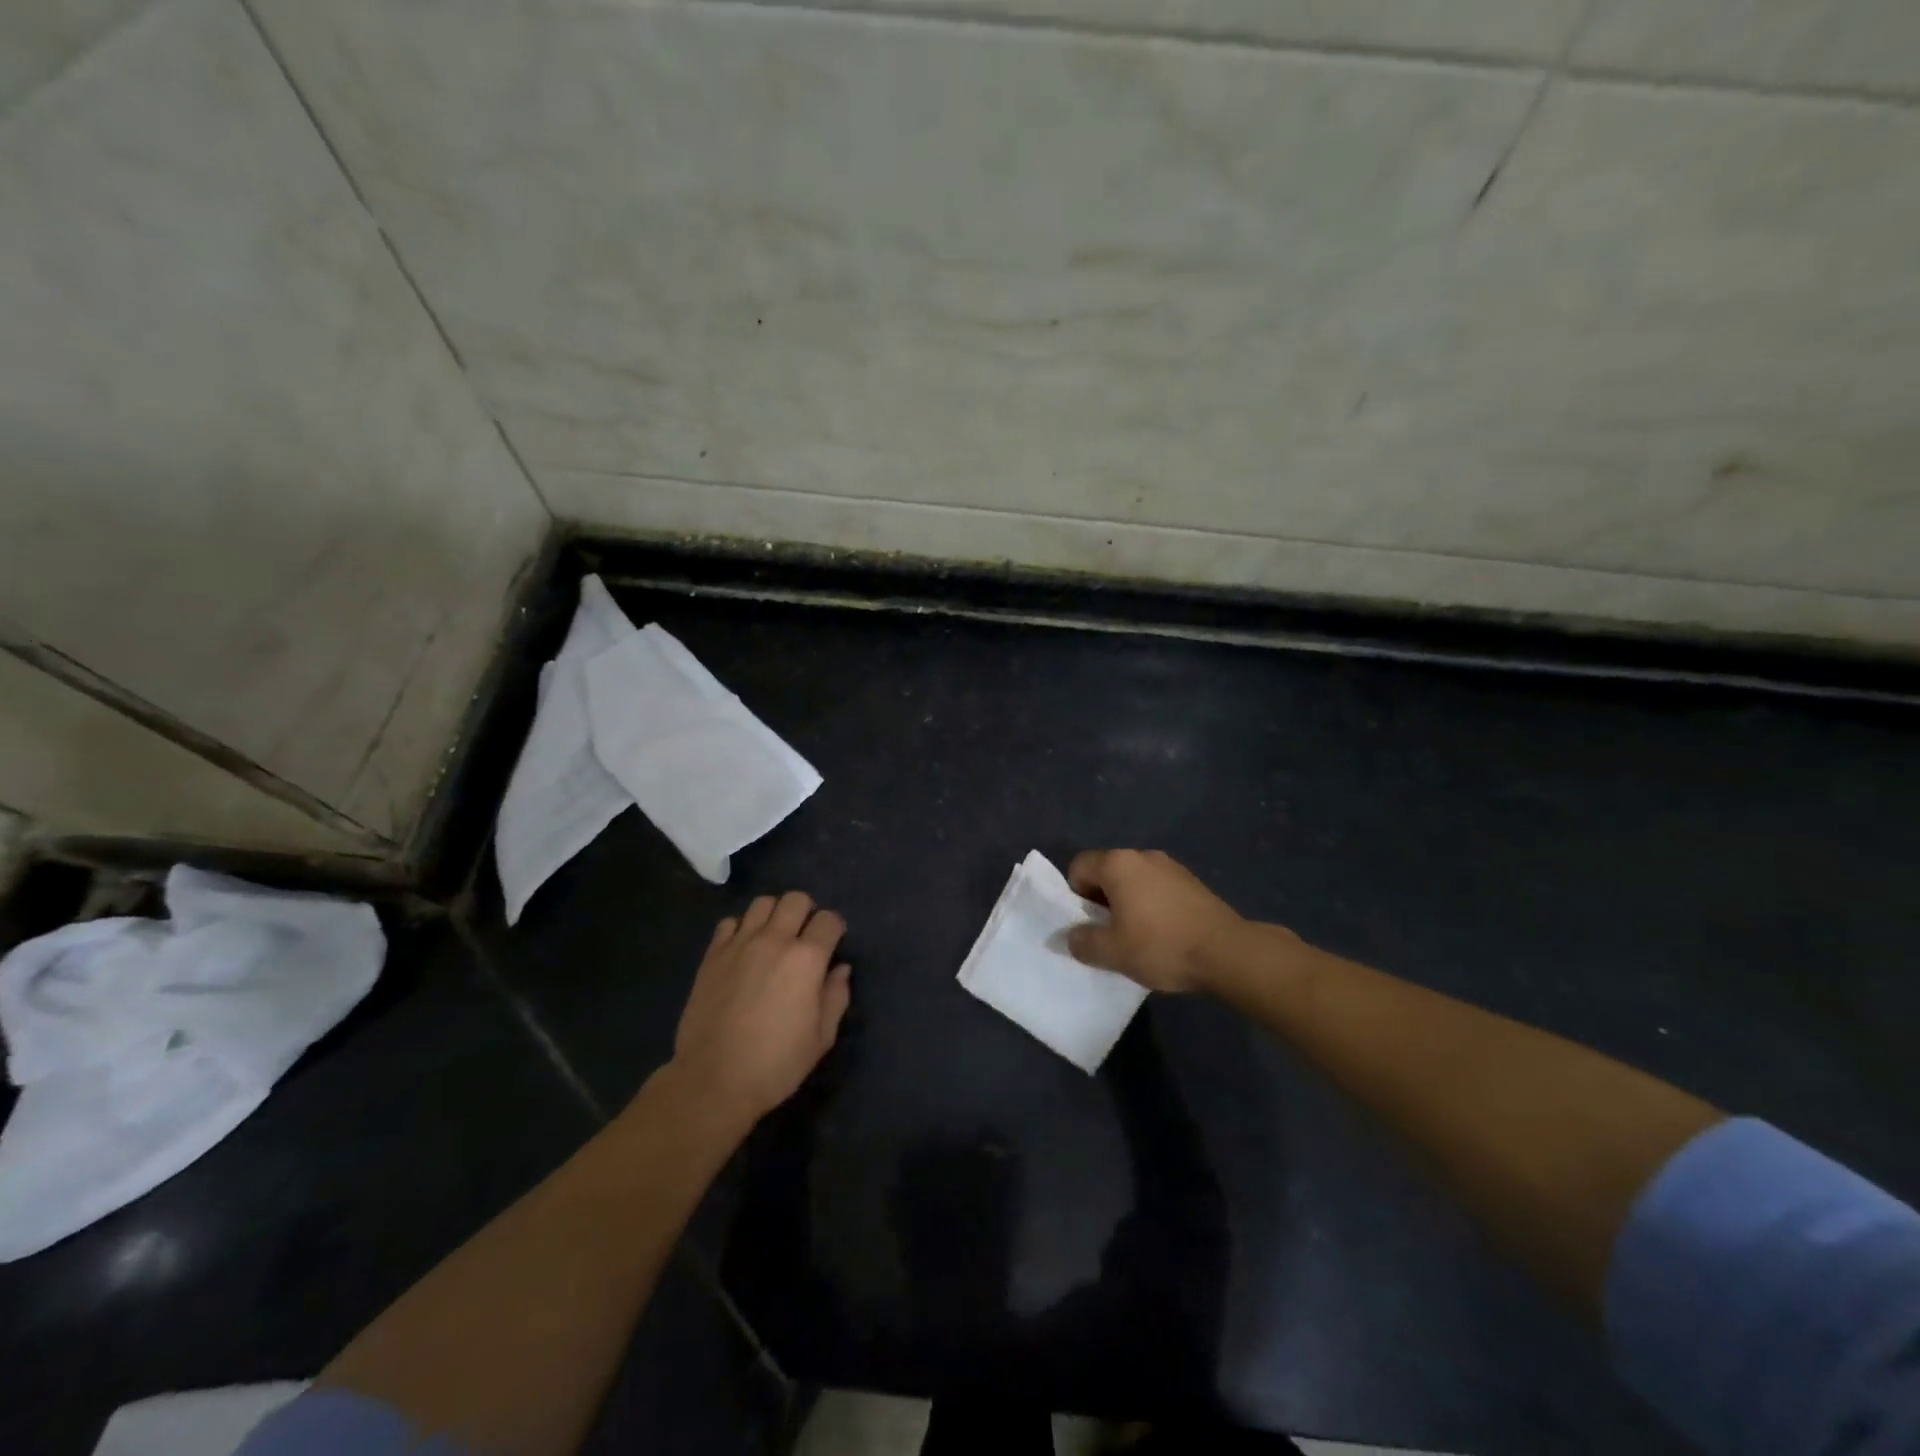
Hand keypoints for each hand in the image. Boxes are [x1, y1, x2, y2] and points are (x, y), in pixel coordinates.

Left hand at [670, 891, 851, 1126]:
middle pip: (796, 899)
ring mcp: (739, 944)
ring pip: (762, 903)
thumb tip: (840, 969)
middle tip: (805, 936)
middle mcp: (774, 940)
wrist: (713, 1081)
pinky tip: (744, 949)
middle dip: (807, 912)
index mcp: (807, 958)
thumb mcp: (822, 1037)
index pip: (829, 920)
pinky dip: (741, 928)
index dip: (836, 928)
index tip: (833, 944)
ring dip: (774, 914)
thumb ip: (836, 997)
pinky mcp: (712, 955)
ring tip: (774, 937)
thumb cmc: (776, 1063)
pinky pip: (729, 923)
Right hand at [1066, 849, 1253, 993]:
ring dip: (1128, 902)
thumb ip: (1083, 942)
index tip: (1089, 924)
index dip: (1076, 895)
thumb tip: (1070, 937)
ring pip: (1134, 880)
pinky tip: (1164, 933)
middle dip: (1102, 899)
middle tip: (1110, 933)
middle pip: (1107, 871)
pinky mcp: (1192, 881)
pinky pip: (1157, 887)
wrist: (1227, 952)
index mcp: (1118, 864)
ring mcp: (1171, 866)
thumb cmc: (1161, 946)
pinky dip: (1152, 904)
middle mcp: (1142, 855)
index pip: (1079, 866)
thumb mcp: (1113, 952)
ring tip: (1138, 936)